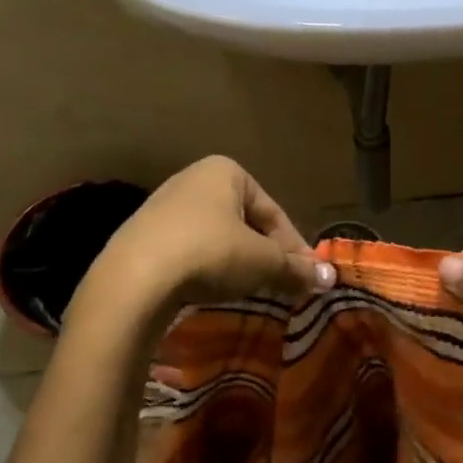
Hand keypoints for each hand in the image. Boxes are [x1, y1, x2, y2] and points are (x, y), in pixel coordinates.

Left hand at [79, 157, 332, 325]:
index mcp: (225, 171)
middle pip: (245, 222)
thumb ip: (295, 268)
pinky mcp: (142, 236)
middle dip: (265, 254)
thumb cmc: (209, 254)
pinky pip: (188, 250)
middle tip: (282, 285)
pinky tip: (210, 291)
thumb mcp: (262, 262)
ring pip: (217, 237)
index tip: (307, 277)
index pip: (273, 211)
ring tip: (249, 291)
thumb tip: (328, 279)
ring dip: (237, 263)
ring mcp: (163, 207)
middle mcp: (193, 179)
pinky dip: (206, 269)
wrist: (134, 279)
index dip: (294, 247)